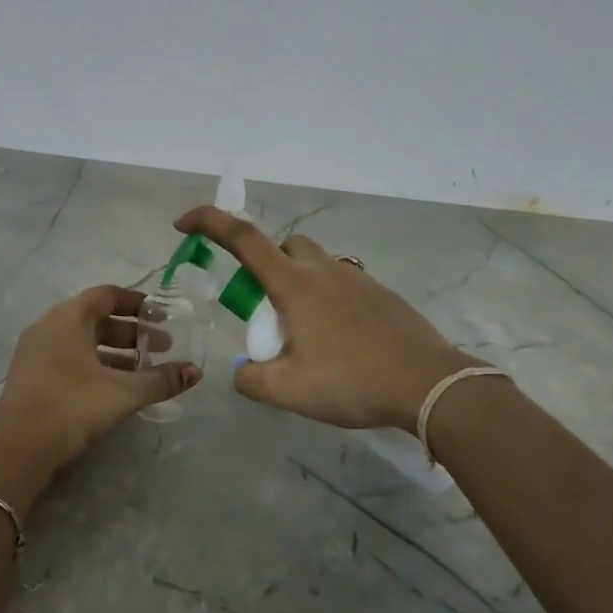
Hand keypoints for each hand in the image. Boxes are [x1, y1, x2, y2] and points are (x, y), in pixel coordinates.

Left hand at [0, 286, 198, 497]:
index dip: (137, 303)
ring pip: (82, 341)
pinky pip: (69, 359)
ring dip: (114, 352)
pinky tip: (114, 388)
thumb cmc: (73, 405)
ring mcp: (36, 352)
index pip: (106, 295)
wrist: (19, 446)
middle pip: (96, 319)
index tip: (161, 316)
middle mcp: (49, 326)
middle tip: (160, 348)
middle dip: (131, 332)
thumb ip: (161, 380)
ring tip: (143, 371)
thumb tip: (195, 371)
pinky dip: (94, 365)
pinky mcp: (31, 376)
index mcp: (68, 317)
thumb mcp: (124, 392)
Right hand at [173, 206, 488, 431]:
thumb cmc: (352, 381)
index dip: (209, 222)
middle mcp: (324, 270)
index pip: (242, 238)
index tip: (183, 224)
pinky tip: (339, 342)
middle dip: (265, 265)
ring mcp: (358, 279)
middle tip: (265, 311)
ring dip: (299, 284)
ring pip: (316, 265)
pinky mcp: (382, 295)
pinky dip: (328, 300)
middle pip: (285, 246)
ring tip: (304, 334)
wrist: (429, 385)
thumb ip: (252, 379)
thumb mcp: (288, 391)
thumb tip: (244, 371)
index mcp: (294, 284)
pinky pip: (343, 284)